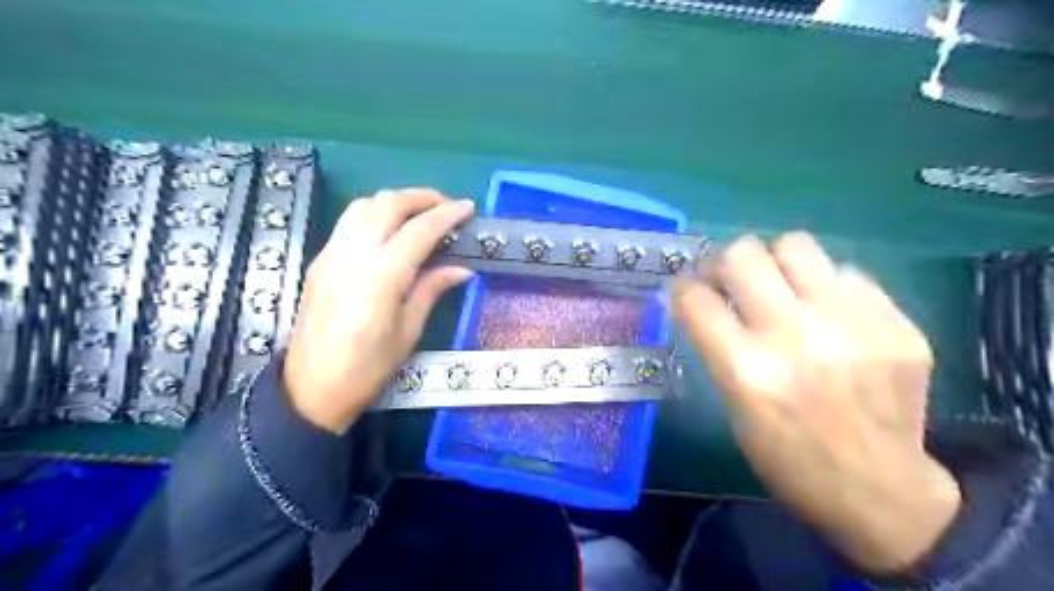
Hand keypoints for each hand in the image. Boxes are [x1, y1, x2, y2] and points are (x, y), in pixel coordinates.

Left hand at [283, 190, 474, 434]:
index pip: (418, 231)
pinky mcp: (320, 260)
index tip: (468, 208)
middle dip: (421, 197)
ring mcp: (331, 254)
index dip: (446, 215)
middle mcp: (352, 255)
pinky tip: (390, 229)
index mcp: (380, 278)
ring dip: (395, 200)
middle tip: (447, 205)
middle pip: (387, 204)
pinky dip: (375, 212)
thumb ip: (432, 290)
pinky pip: (349, 221)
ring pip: (363, 205)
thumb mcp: (408, 332)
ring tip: (420, 212)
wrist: (310, 388)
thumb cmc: (368, 368)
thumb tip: (461, 268)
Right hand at [671, 233, 960, 573]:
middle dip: (725, 264)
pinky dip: (826, 287)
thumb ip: (717, 346)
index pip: (695, 297)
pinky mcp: (897, 323)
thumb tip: (699, 299)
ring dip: (776, 263)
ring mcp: (852, 324)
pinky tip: (829, 315)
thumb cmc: (787, 457)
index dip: (682, 288)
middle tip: (731, 283)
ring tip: (781, 287)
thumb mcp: (734, 406)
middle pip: (743, 254)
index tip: (687, 292)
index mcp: (746, 369)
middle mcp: (796, 336)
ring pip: (796, 245)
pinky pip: (846, 273)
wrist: (880, 492)